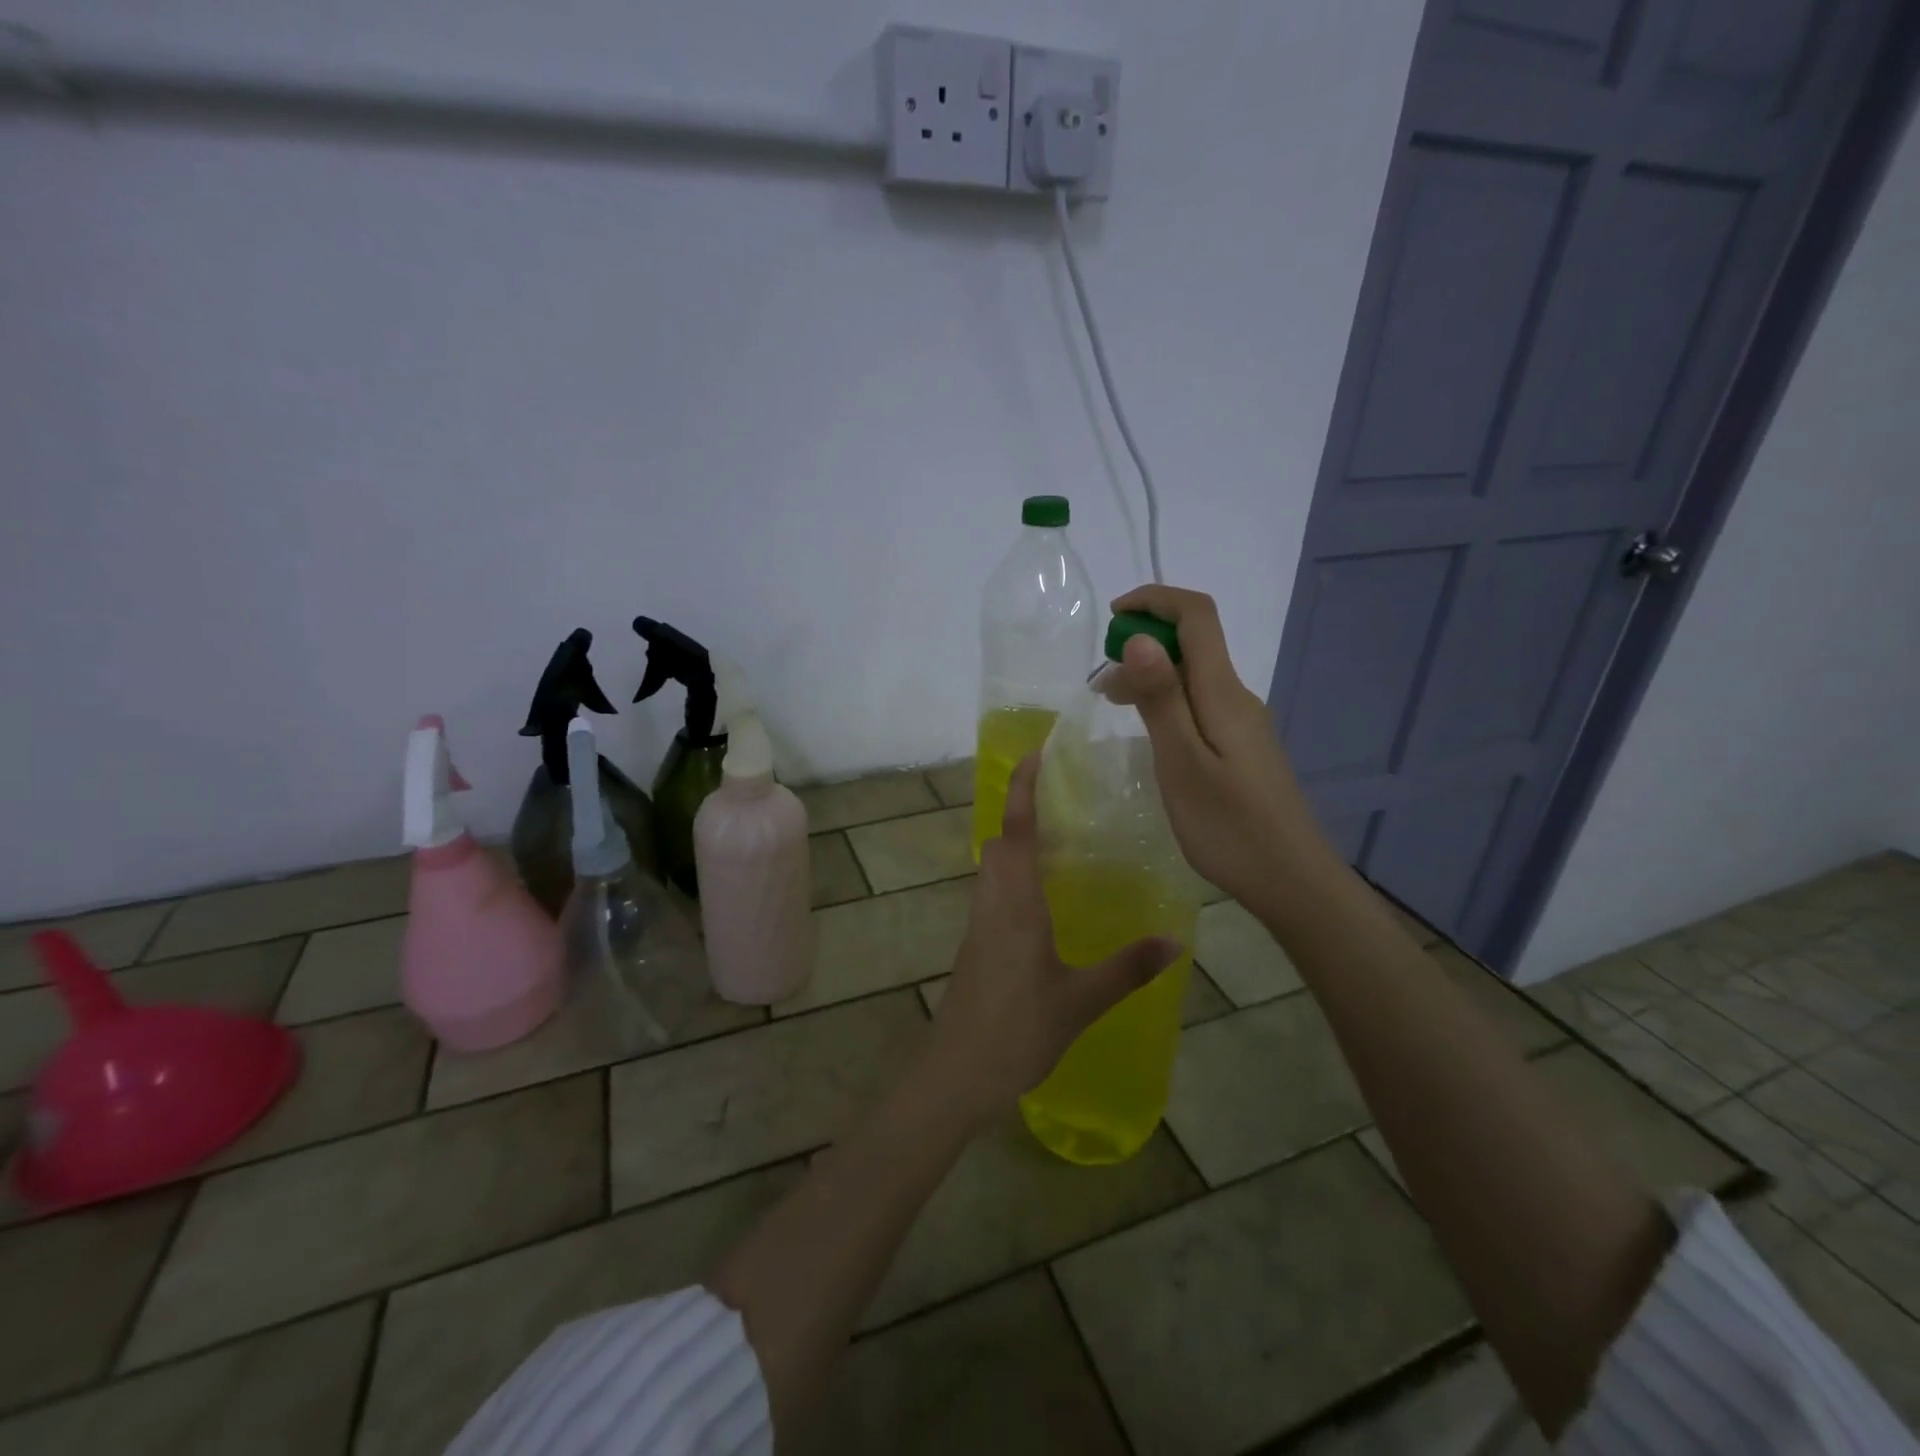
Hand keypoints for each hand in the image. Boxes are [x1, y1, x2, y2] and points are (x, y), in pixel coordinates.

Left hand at [928, 753, 1179, 1118]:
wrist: (957, 1073)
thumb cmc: (1016, 1031)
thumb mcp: (1080, 1001)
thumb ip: (1127, 969)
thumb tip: (1176, 940)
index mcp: (1015, 905)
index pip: (1014, 831)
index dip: (1021, 789)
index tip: (1034, 754)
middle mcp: (991, 903)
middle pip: (998, 842)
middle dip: (1021, 813)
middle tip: (1062, 804)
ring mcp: (978, 925)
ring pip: (991, 868)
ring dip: (1016, 845)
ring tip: (1060, 845)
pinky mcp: (975, 946)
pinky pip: (993, 893)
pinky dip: (1013, 877)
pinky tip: (1044, 903)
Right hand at [1101, 584, 1337, 912]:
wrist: (1292, 882)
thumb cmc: (1229, 827)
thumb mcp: (1182, 763)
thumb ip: (1161, 699)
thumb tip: (1139, 637)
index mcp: (1223, 694)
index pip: (1197, 616)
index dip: (1155, 600)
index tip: (1112, 616)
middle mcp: (1237, 697)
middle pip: (1194, 643)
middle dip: (1144, 642)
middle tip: (1101, 683)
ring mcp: (1243, 724)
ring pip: (1194, 677)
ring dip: (1152, 675)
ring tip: (1113, 705)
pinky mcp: (1242, 747)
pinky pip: (1200, 705)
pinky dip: (1167, 702)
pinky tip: (1150, 734)